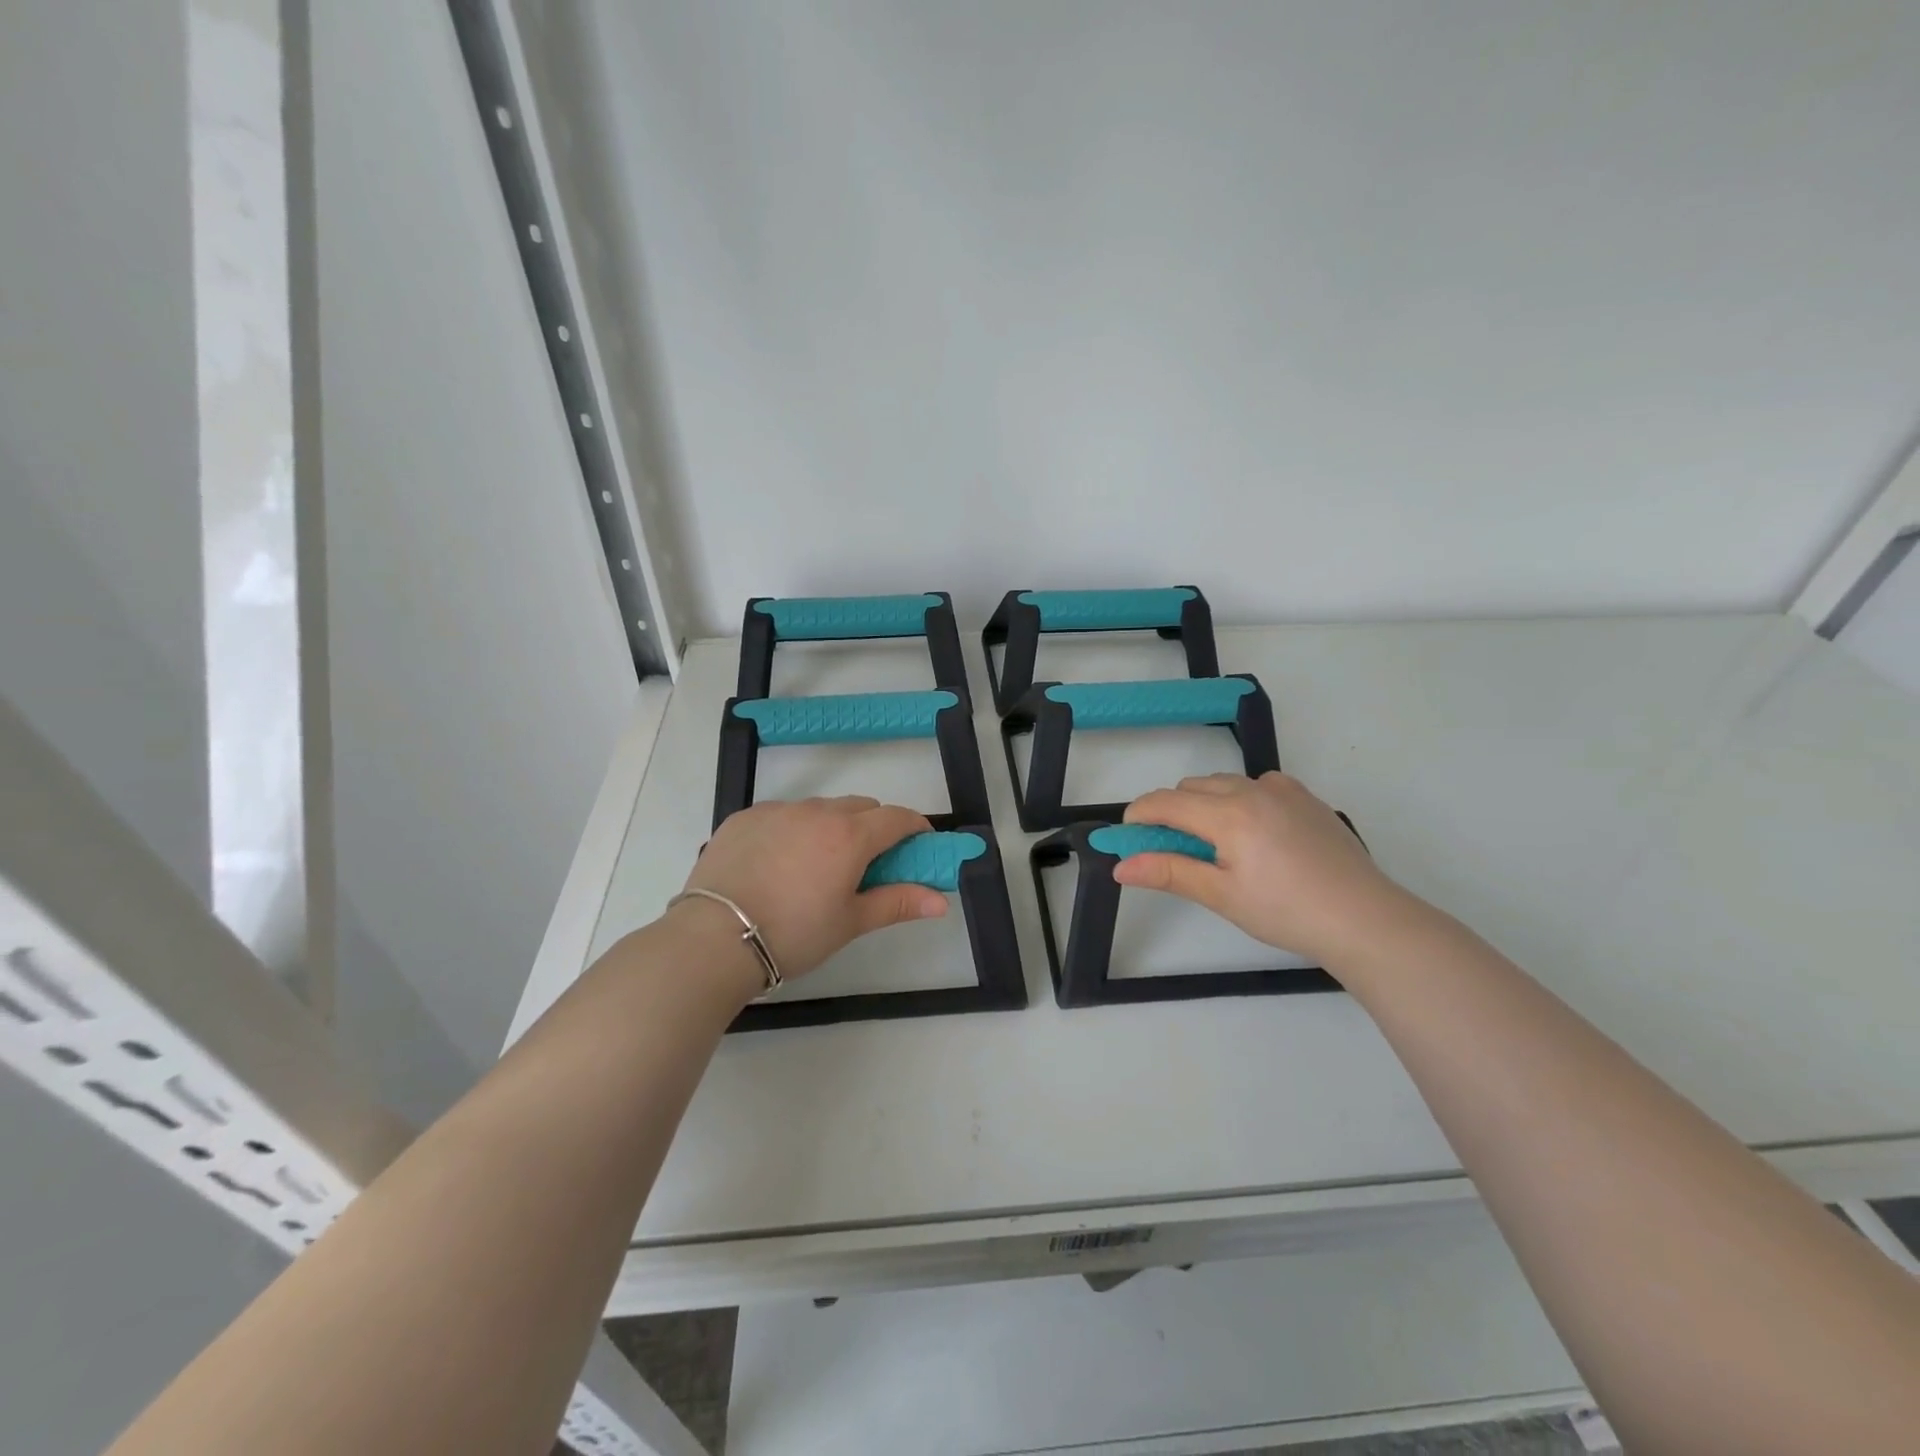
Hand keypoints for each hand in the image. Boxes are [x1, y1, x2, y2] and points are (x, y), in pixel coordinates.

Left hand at [679, 797, 947, 983]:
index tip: (919, 846)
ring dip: (832, 826)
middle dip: (873, 827)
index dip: (915, 829)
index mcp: (850, 836)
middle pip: (860, 807)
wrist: (714, 939)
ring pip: (820, 808)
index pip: (897, 818)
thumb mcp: (850, 923)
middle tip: (866, 864)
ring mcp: (777, 810)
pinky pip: (782, 814)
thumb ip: (898, 903)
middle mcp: (817, 812)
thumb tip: (942, 901)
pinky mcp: (744, 817)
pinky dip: (793, 829)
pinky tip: (778, 863)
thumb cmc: (794, 934)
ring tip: (817, 866)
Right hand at [1114, 771, 1410, 965]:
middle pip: (1191, 788)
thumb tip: (1120, 866)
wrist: (1364, 918)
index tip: (1127, 837)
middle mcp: (1252, 789)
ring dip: (1205, 804)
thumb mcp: (1221, 895)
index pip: (1165, 802)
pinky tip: (1255, 833)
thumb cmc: (1286, 911)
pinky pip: (1257, 784)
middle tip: (1175, 852)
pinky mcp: (1305, 797)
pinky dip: (1240, 799)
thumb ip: (1168, 872)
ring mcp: (1283, 789)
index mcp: (1228, 814)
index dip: (1139, 816)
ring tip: (1217, 846)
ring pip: (1223, 783)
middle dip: (1172, 812)